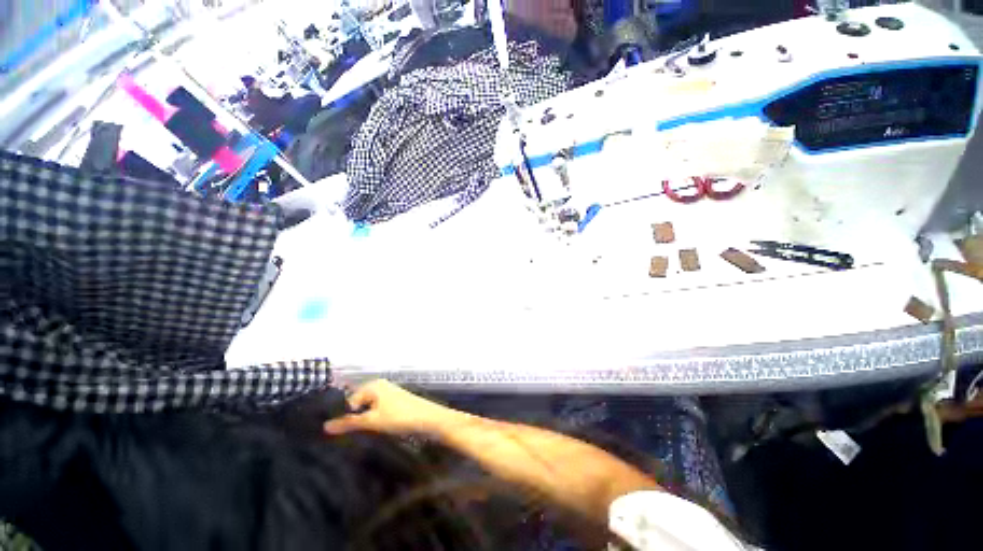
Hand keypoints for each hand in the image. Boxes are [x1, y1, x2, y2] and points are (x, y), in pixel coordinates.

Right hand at [323, 380, 453, 436]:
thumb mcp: (372, 421)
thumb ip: (349, 423)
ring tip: (362, 434)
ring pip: (368, 408)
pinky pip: (378, 410)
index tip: (341, 432)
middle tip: (352, 434)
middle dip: (354, 417)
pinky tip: (375, 430)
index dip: (345, 416)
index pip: (349, 400)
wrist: (428, 419)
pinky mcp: (395, 402)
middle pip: (359, 403)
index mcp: (373, 385)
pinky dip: (374, 419)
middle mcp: (380, 386)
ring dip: (364, 420)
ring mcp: (389, 393)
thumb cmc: (399, 417)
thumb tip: (325, 426)